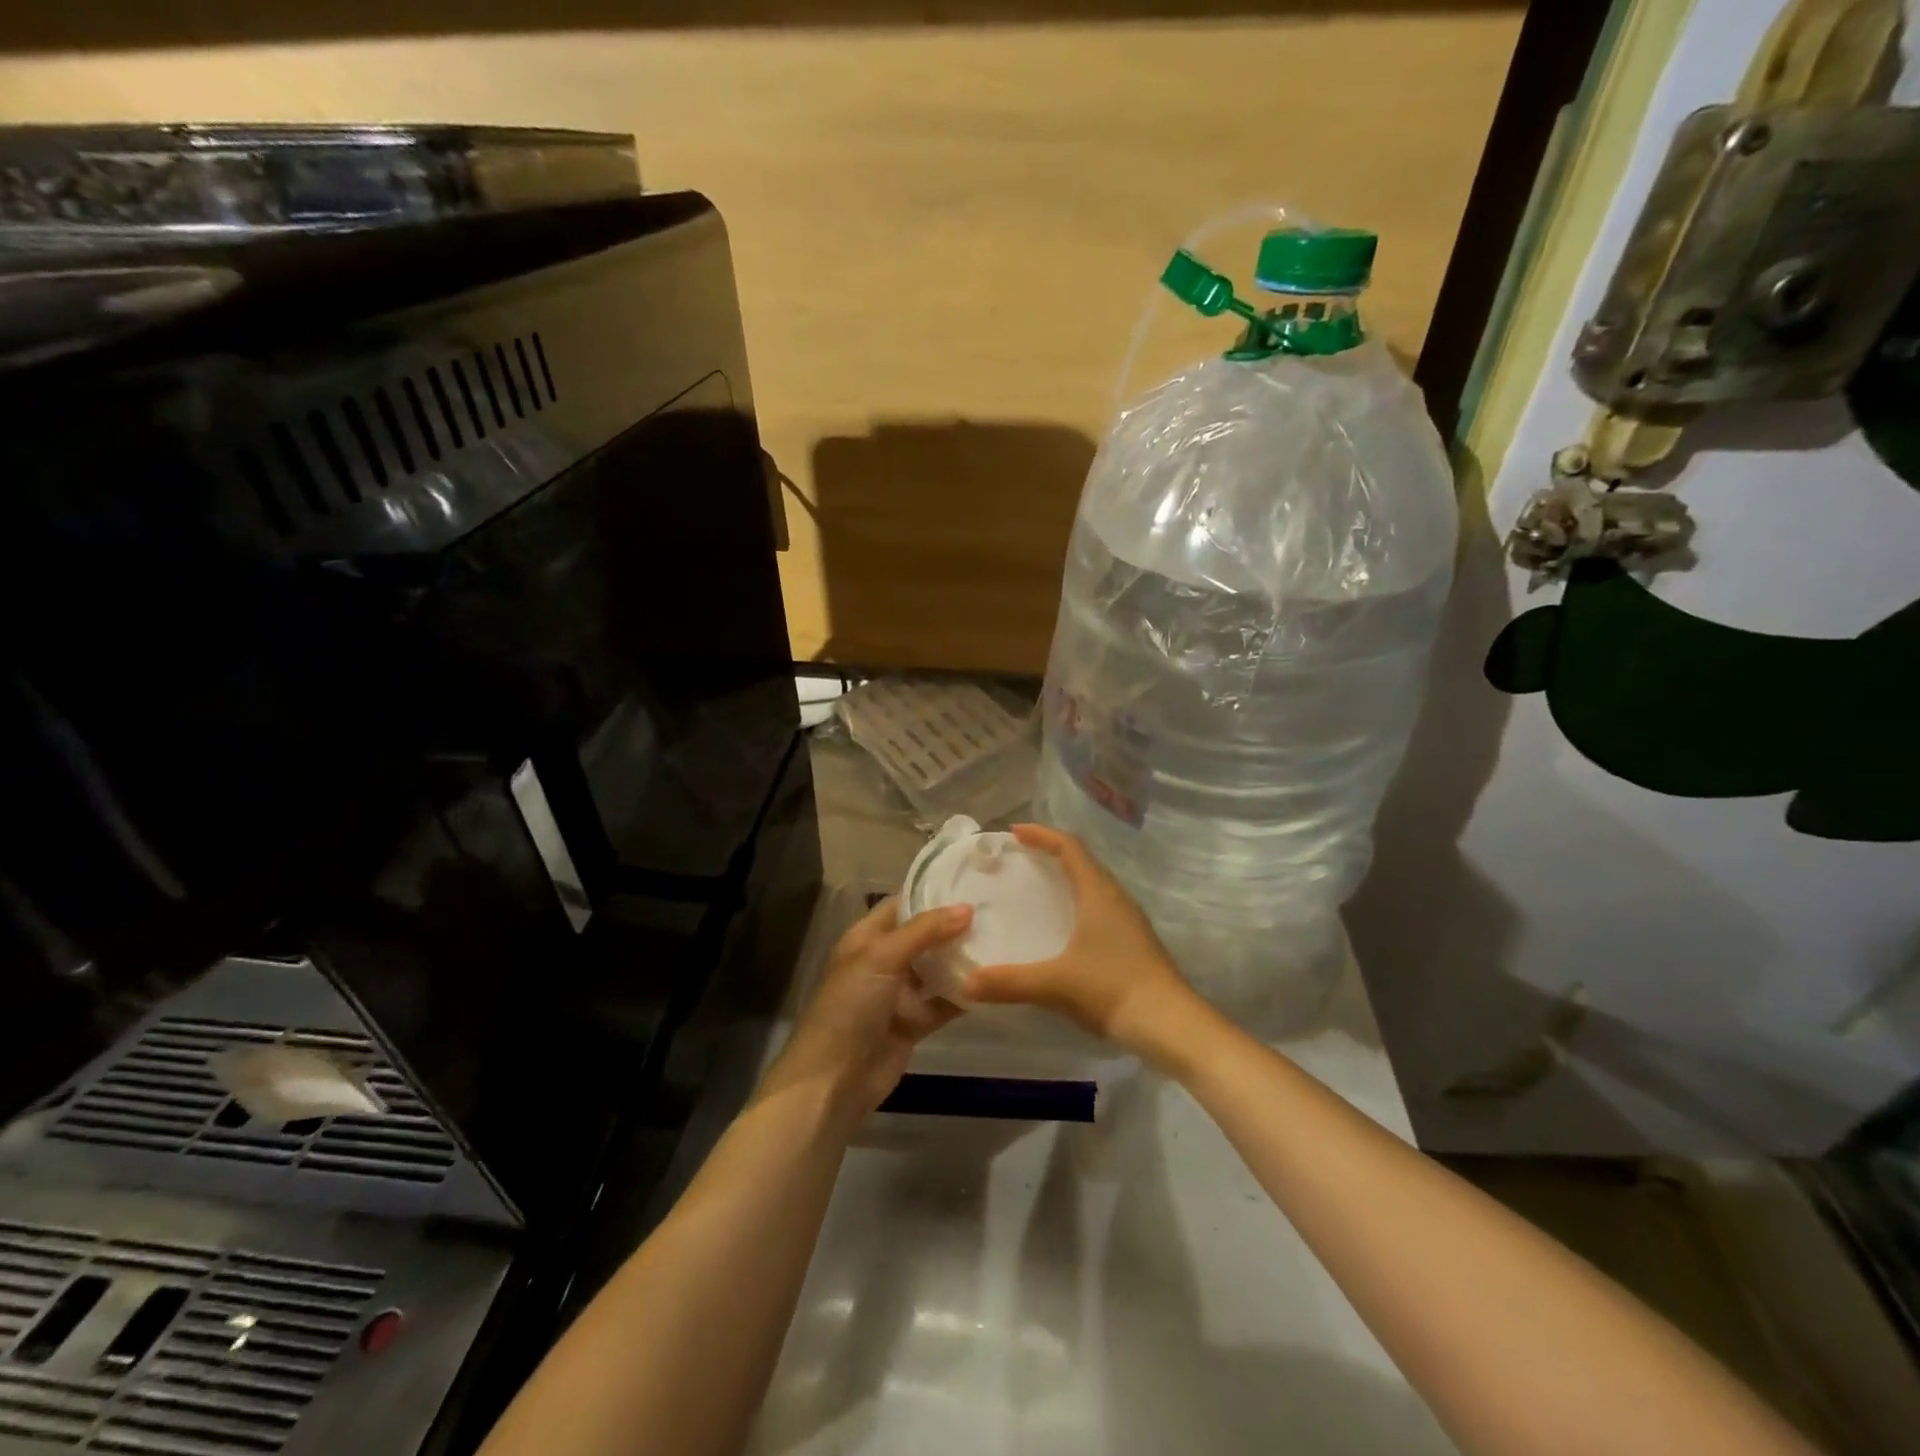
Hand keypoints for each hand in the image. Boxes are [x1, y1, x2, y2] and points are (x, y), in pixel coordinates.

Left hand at [759, 897, 972, 1126]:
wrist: (833, 1080)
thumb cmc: (850, 1006)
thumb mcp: (882, 957)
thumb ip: (925, 931)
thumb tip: (967, 908)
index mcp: (866, 938)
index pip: (901, 906)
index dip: (931, 894)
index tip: (970, 884)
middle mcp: (882, 962)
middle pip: (923, 937)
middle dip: (953, 927)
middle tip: (995, 912)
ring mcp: (898, 994)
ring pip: (935, 970)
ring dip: (961, 960)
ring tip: (1001, 940)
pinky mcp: (913, 1024)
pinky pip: (942, 1003)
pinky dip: (964, 995)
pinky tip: (994, 983)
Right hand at [961, 824, 1201, 1062]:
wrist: (1171, 1025)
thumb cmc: (1113, 989)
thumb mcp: (1056, 984)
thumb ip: (1009, 982)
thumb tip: (965, 983)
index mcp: (1098, 893)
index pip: (1070, 848)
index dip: (1042, 835)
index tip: (1014, 832)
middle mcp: (1116, 898)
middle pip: (1083, 861)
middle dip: (1051, 852)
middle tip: (1019, 857)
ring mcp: (1129, 920)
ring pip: (1094, 885)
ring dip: (1067, 877)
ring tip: (1037, 887)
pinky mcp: (1134, 942)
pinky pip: (1100, 907)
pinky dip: (1077, 902)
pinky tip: (1063, 927)